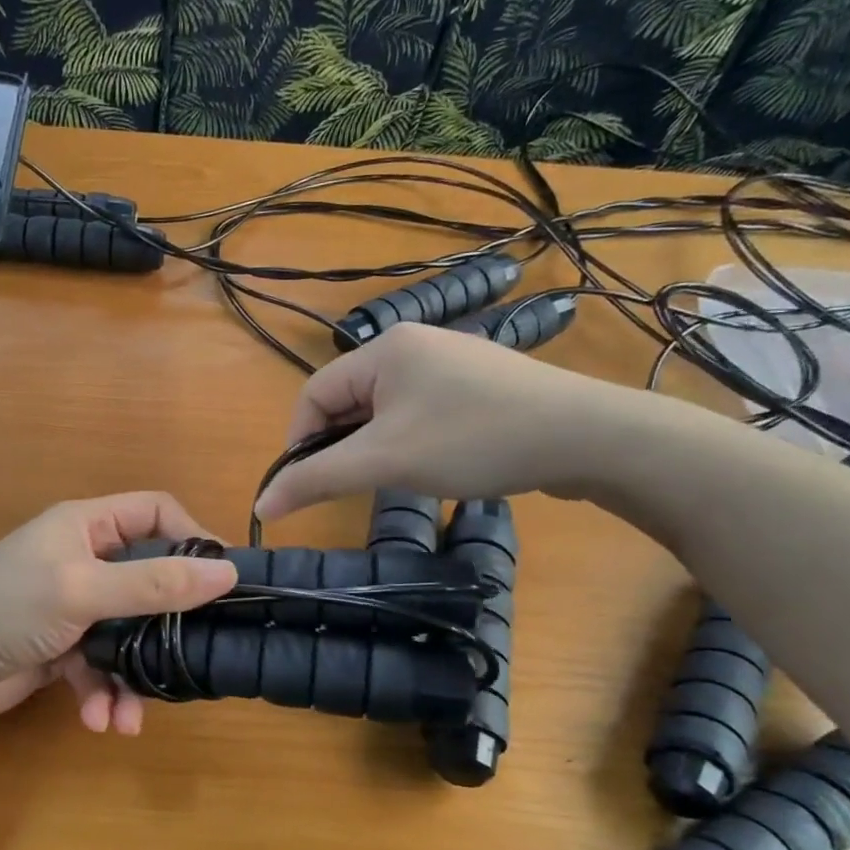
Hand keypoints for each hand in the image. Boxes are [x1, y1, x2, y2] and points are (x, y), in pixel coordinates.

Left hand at [0, 494, 236, 733]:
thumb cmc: (8, 607)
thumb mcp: (83, 589)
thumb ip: (154, 583)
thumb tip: (227, 573)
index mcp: (87, 526)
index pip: (156, 513)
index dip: (192, 537)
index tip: (223, 578)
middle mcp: (84, 559)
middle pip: (149, 580)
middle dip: (166, 625)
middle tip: (195, 654)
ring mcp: (74, 605)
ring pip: (128, 633)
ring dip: (134, 675)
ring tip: (131, 714)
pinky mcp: (62, 648)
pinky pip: (100, 666)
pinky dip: (103, 692)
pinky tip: (98, 719)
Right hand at [254, 323, 650, 520]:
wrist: (588, 437)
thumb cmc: (474, 440)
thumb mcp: (385, 461)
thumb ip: (316, 479)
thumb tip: (261, 506)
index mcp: (384, 348)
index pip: (314, 393)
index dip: (301, 440)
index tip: (309, 484)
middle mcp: (413, 344)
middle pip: (349, 399)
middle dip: (343, 444)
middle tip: (359, 483)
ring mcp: (449, 363)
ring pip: (384, 409)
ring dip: (376, 446)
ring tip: (398, 476)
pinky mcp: (476, 385)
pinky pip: (419, 411)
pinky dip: (410, 440)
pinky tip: (434, 463)